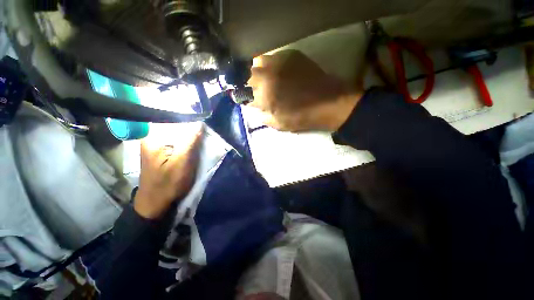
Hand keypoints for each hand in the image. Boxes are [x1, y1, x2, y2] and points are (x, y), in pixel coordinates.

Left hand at [134, 123, 202, 218]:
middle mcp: (151, 137)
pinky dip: (185, 140)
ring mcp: (154, 144)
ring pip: (176, 132)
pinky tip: (192, 144)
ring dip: (189, 134)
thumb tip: (199, 123)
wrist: (155, 203)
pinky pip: (175, 139)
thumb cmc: (168, 184)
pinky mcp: (160, 151)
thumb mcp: (182, 163)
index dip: (190, 119)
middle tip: (204, 131)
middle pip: (174, 124)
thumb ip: (190, 142)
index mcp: (153, 137)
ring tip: (200, 136)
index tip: (203, 122)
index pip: (174, 119)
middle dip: (190, 127)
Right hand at [247, 50, 361, 131]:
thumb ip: (263, 116)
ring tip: (266, 79)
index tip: (249, 100)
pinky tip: (279, 72)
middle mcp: (268, 74)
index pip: (244, 93)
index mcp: (263, 94)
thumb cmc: (302, 117)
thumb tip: (256, 108)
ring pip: (258, 61)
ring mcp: (279, 61)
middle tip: (257, 90)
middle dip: (249, 83)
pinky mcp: (292, 55)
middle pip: (247, 74)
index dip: (245, 97)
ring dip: (258, 71)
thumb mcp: (278, 124)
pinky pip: (274, 56)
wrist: (328, 103)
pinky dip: (272, 64)